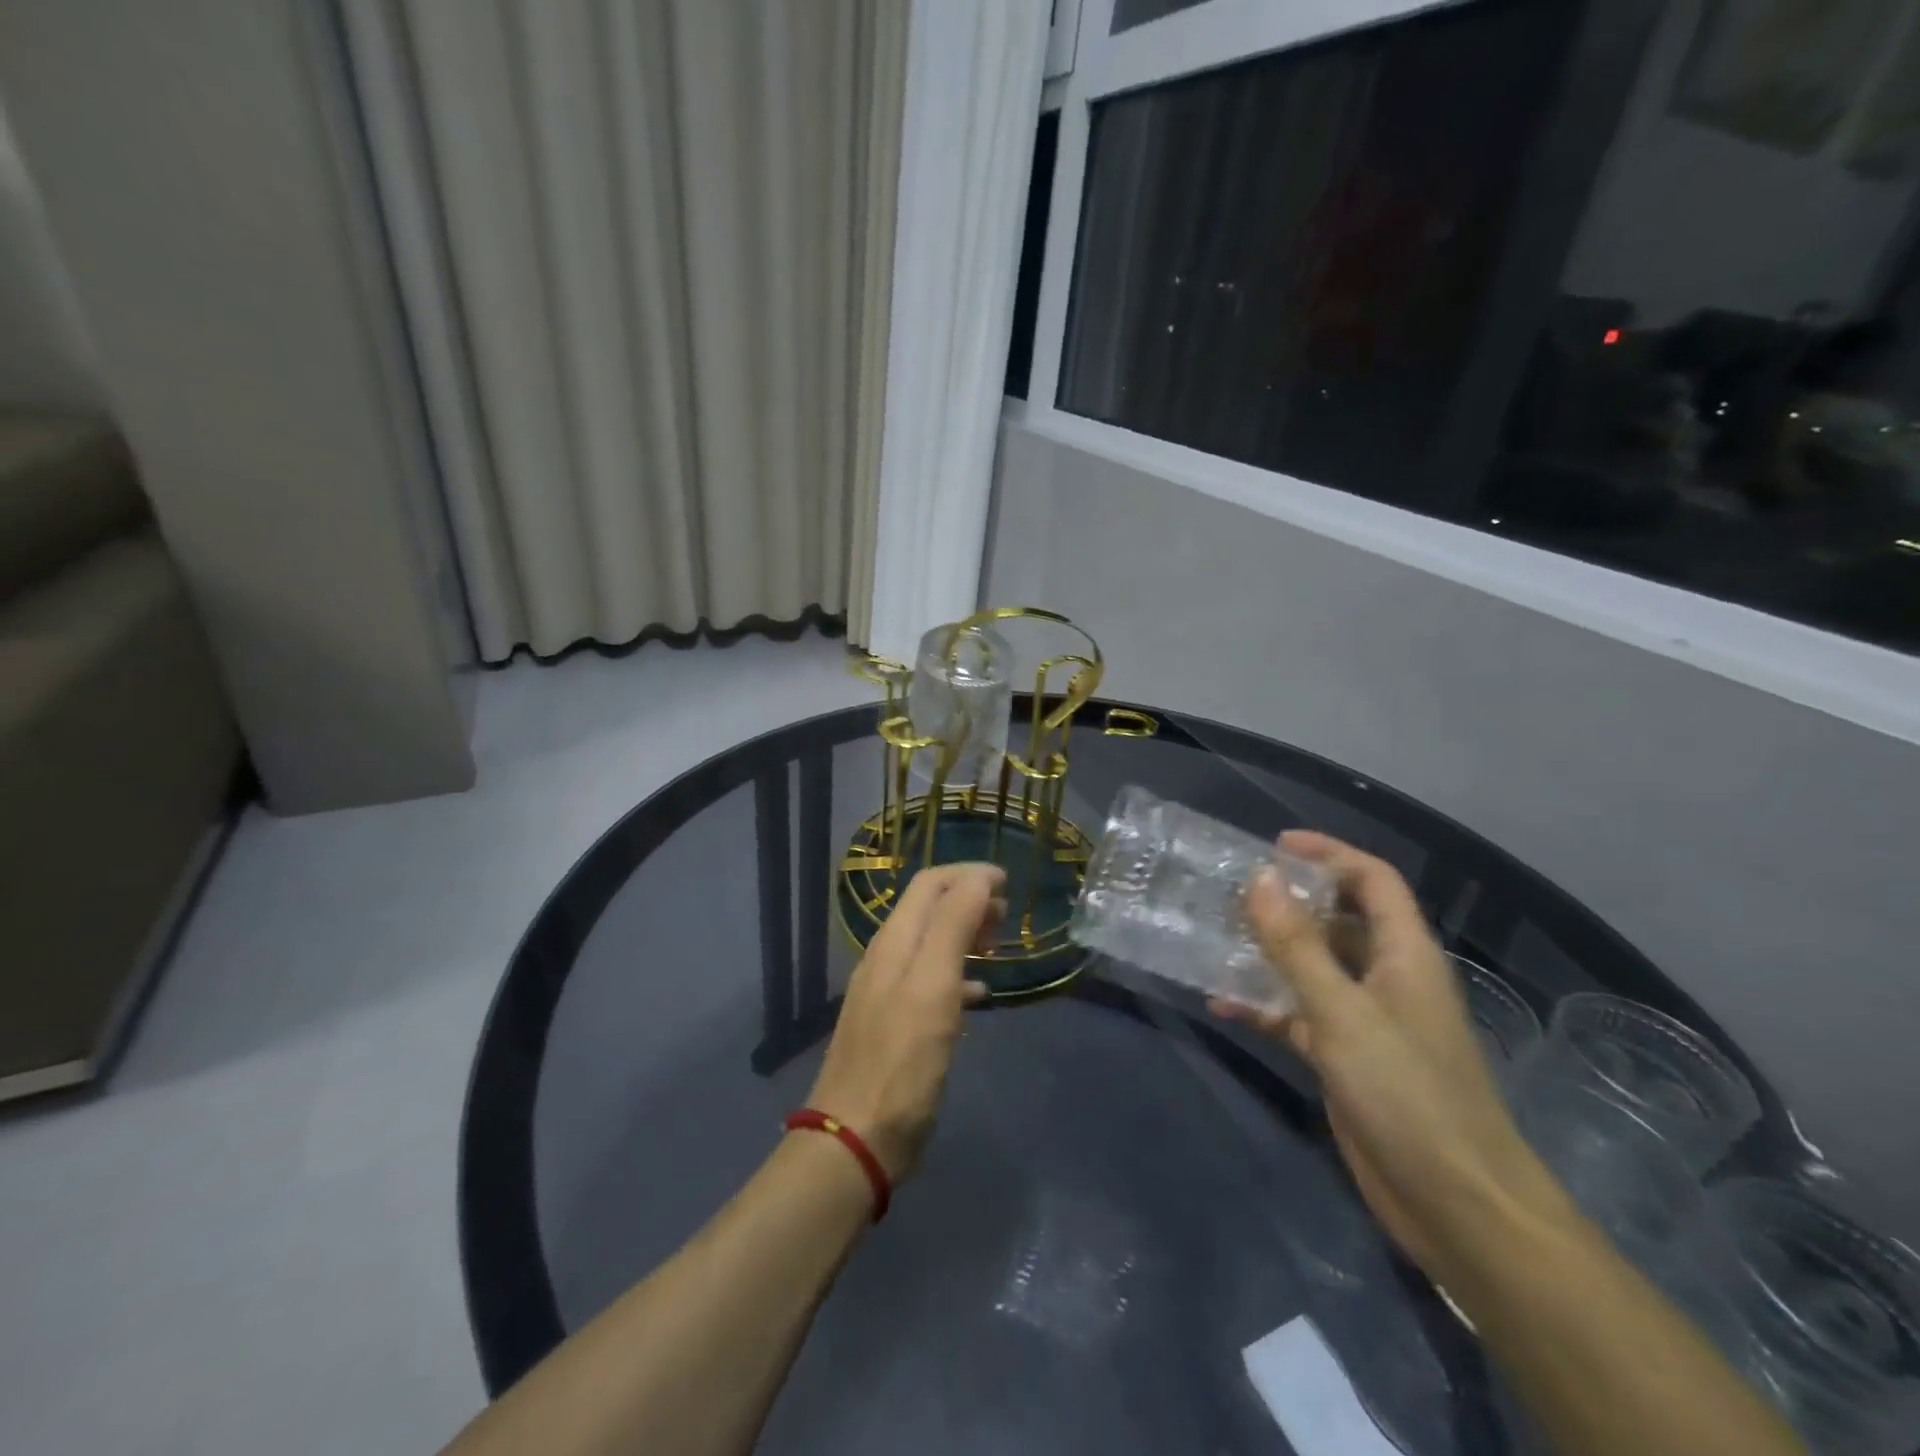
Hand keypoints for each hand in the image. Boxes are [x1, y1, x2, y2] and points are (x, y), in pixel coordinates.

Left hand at [808, 863, 1004, 1182]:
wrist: (857, 1138)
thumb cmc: (902, 1060)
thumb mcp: (933, 986)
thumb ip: (954, 925)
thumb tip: (979, 877)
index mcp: (894, 941)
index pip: (931, 883)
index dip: (969, 874)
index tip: (1010, 884)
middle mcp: (886, 956)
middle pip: (929, 908)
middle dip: (969, 901)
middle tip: (1007, 920)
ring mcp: (886, 990)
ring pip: (930, 942)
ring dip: (965, 934)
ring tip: (998, 948)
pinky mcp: (893, 1023)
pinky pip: (929, 980)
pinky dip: (957, 974)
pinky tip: (979, 994)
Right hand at [1210, 831, 1566, 1277]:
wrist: (1455, 1204)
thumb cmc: (1407, 1092)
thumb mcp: (1342, 1011)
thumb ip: (1297, 945)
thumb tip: (1259, 878)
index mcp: (1405, 954)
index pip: (1373, 880)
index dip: (1329, 853)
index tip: (1274, 845)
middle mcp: (1388, 977)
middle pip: (1339, 919)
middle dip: (1289, 901)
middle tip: (1231, 891)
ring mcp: (1366, 1019)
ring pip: (1314, 966)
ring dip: (1270, 952)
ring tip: (1215, 936)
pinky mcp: (1346, 1057)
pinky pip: (1298, 1014)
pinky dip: (1264, 1004)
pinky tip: (1221, 1003)